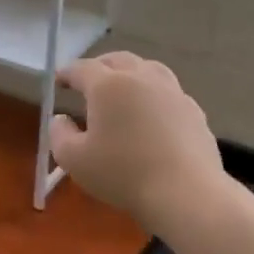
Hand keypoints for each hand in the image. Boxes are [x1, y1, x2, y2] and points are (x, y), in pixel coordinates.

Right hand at [49, 52, 224, 231]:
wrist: (185, 192)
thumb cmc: (122, 173)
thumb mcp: (74, 160)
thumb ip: (59, 134)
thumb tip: (61, 119)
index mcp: (108, 85)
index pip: (82, 68)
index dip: (66, 72)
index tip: (58, 80)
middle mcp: (141, 78)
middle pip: (118, 60)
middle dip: (99, 66)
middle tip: (88, 81)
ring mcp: (173, 92)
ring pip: (148, 69)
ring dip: (130, 74)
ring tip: (123, 89)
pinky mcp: (194, 111)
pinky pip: (169, 92)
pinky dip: (154, 95)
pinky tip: (153, 114)